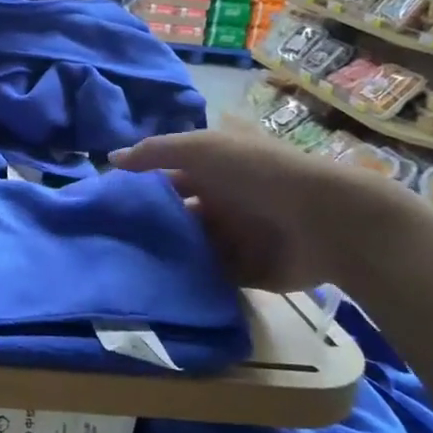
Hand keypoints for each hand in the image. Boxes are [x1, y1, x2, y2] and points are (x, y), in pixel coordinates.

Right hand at [113, 129, 412, 291]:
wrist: (327, 222)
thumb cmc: (259, 173)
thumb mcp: (202, 148)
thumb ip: (156, 152)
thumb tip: (112, 159)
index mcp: (216, 168)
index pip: (169, 174)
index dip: (140, 183)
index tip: (105, 199)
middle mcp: (223, 200)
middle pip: (176, 212)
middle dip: (149, 222)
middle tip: (109, 236)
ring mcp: (235, 236)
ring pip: (189, 245)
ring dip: (165, 252)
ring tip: (124, 263)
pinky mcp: (246, 271)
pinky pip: (208, 275)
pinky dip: (187, 278)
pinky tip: (155, 283)